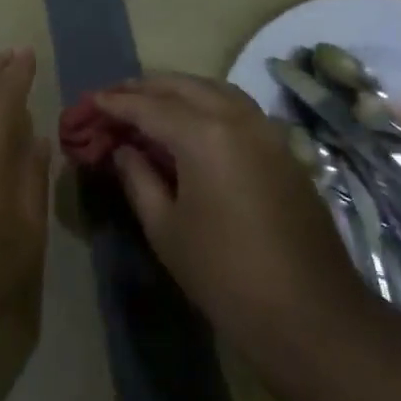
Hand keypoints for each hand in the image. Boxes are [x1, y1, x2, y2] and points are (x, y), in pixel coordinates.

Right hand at [100, 74, 368, 368]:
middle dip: (145, 87)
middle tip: (115, 97)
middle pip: (183, 86)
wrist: (310, 314)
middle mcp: (236, 118)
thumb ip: (138, 179)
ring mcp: (266, 130)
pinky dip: (207, 103)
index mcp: (203, 135)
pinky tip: (193, 123)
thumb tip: (123, 150)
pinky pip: (237, 108)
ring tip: (150, 102)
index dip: (115, 102)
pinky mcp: (283, 149)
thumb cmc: (225, 275)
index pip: (148, 106)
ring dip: (179, 89)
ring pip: (214, 89)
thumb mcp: (166, 230)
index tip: (90, 100)